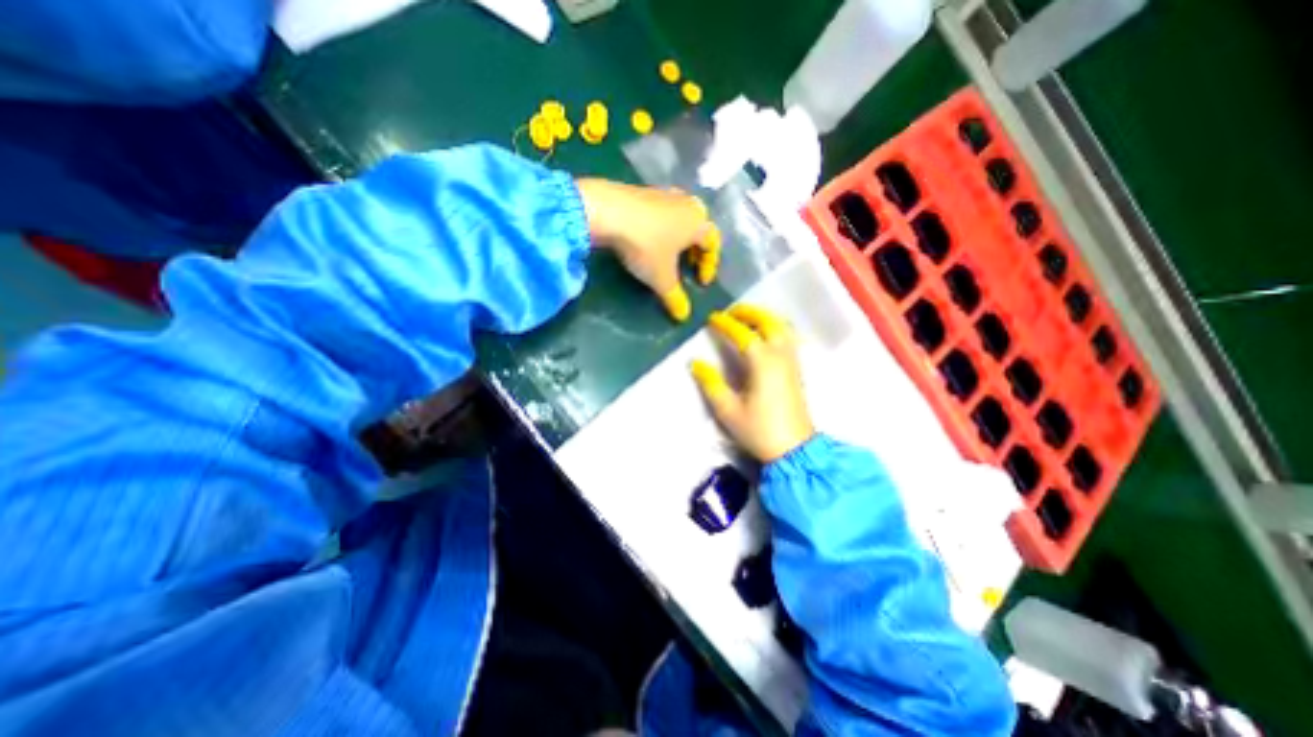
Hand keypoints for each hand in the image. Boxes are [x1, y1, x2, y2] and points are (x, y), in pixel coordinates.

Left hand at [576, 176, 716, 320]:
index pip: (712, 244)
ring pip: (679, 218)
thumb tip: (683, 316)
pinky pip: (660, 213)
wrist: (608, 212)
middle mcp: (685, 204)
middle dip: (695, 249)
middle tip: (688, 266)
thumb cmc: (645, 246)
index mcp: (698, 222)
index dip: (709, 266)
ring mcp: (663, 194)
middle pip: (698, 227)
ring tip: (667, 254)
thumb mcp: (661, 278)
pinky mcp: (641, 191)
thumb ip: (674, 297)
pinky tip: (648, 240)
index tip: (701, 283)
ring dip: (677, 238)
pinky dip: (660, 228)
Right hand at [687, 303, 810, 460]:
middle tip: (731, 312)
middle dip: (749, 312)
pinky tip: (764, 336)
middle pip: (768, 322)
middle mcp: (780, 356)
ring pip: (782, 327)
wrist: (794, 449)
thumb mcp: (728, 410)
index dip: (725, 324)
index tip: (712, 319)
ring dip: (764, 317)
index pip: (742, 334)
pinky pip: (788, 338)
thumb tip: (696, 363)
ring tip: (747, 319)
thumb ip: (711, 383)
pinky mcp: (796, 370)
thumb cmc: (759, 430)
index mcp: (762, 363)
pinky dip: (775, 328)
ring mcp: (791, 361)